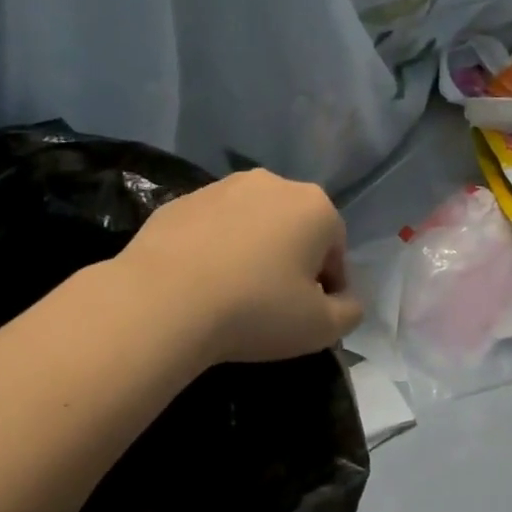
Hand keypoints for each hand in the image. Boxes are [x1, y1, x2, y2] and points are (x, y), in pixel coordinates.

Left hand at [116, 169, 362, 364]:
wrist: (162, 301)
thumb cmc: (256, 310)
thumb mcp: (321, 328)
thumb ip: (349, 312)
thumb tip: (346, 301)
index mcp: (315, 206)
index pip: (336, 249)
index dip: (328, 286)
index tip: (311, 315)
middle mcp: (272, 183)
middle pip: (295, 228)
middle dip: (291, 261)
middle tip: (275, 304)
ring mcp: (222, 187)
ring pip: (252, 224)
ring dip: (253, 252)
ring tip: (234, 294)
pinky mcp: (181, 201)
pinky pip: (212, 228)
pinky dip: (214, 249)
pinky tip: (200, 284)